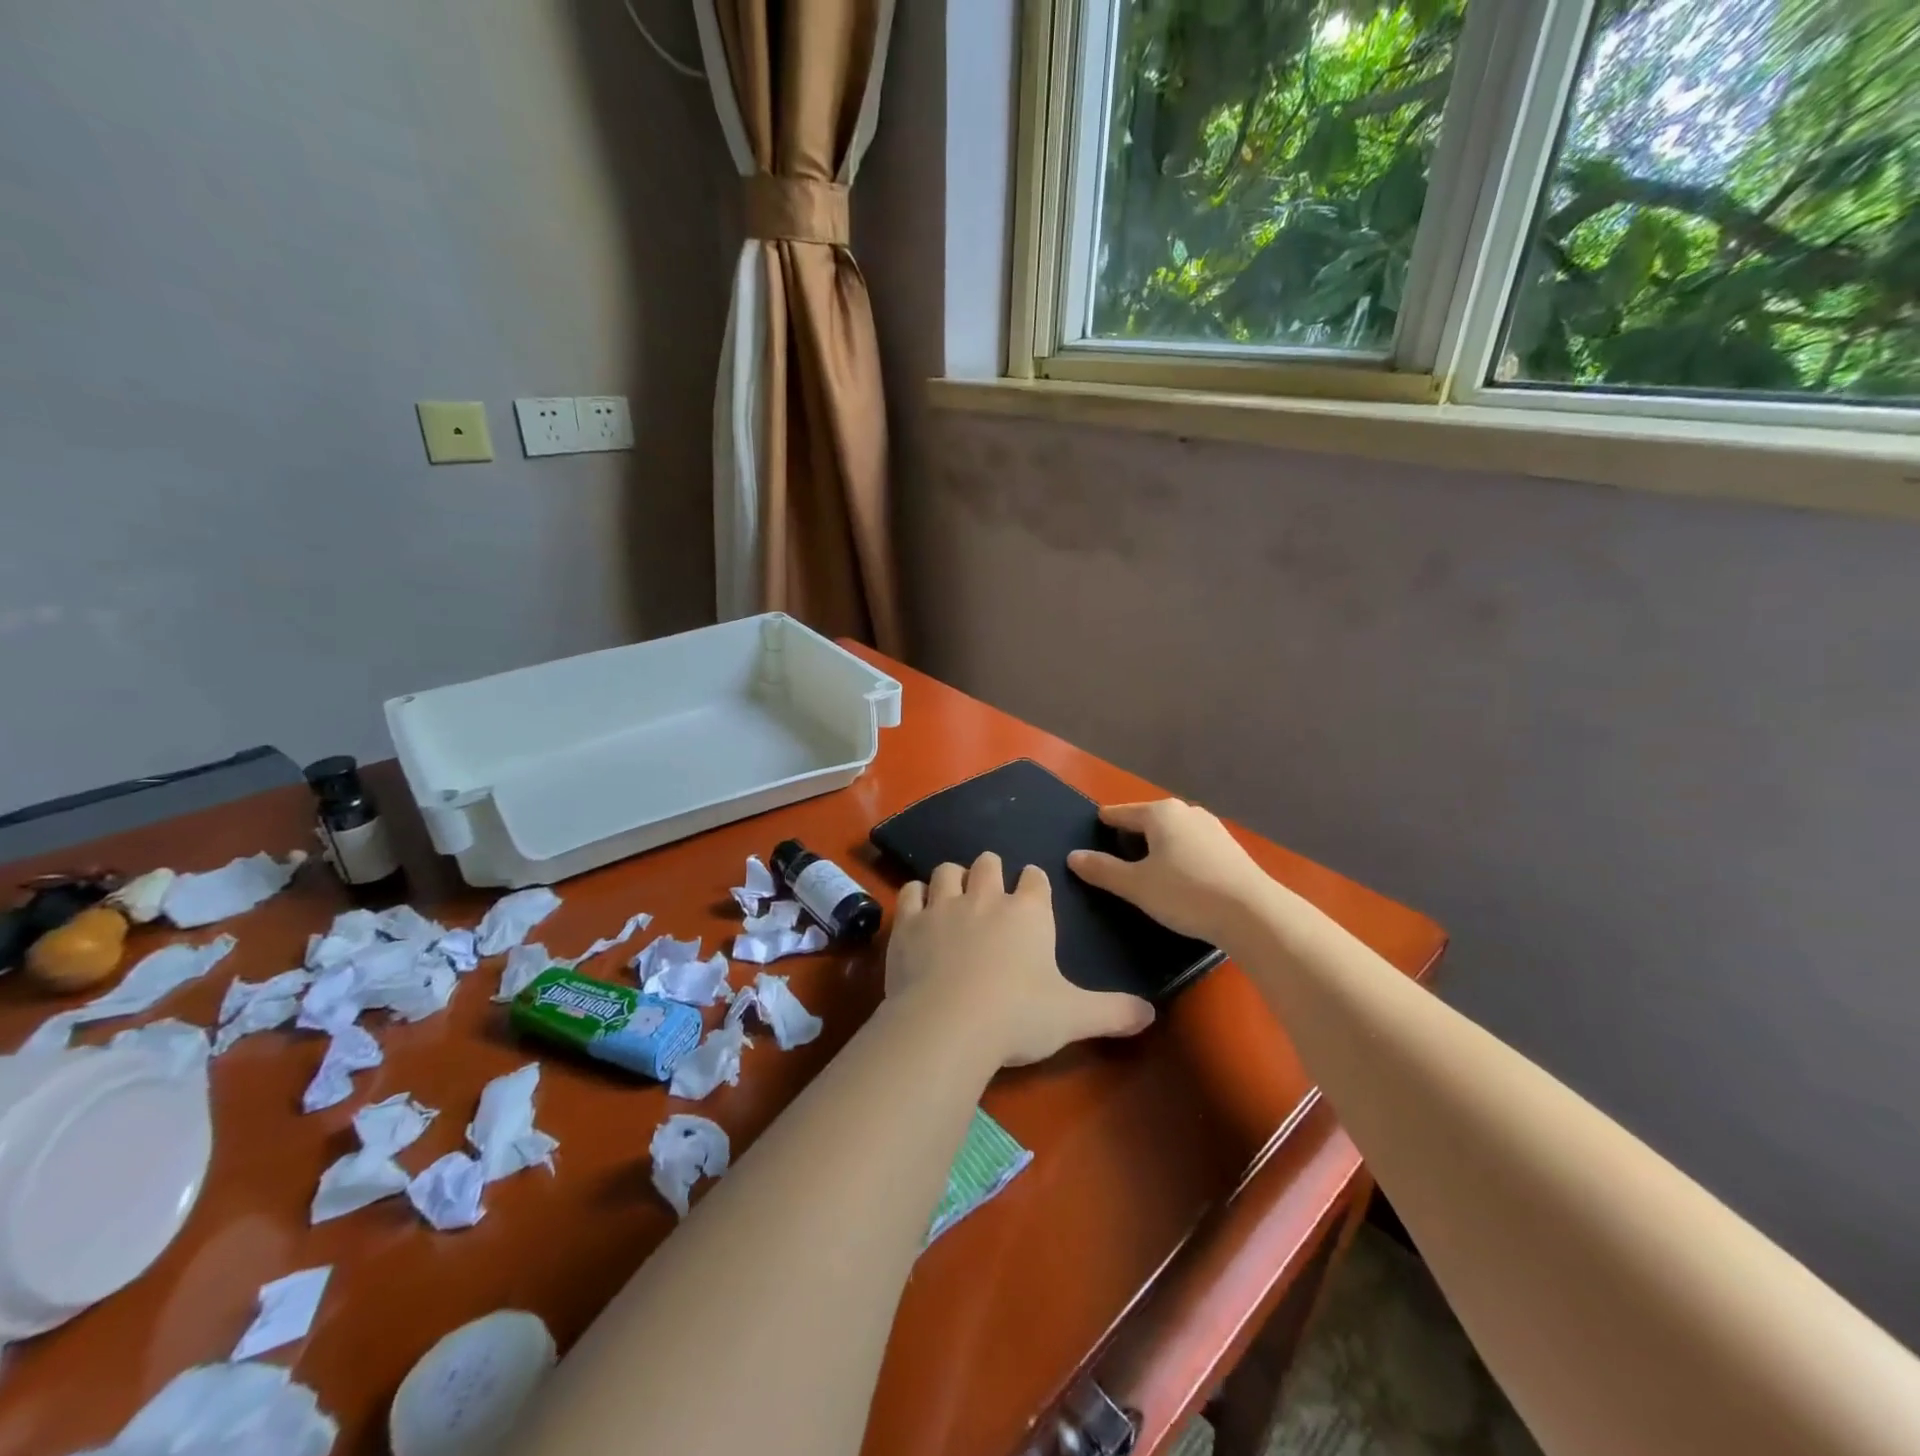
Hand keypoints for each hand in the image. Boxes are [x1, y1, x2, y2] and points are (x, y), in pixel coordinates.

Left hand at [887, 852, 1153, 1067]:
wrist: (949, 1025)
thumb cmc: (1018, 1016)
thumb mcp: (1074, 1017)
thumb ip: (1113, 1012)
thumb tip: (1151, 1014)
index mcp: (1029, 913)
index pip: (1036, 879)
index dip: (1034, 882)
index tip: (1032, 890)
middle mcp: (986, 898)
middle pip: (989, 863)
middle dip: (991, 870)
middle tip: (990, 890)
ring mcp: (943, 906)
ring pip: (947, 871)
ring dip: (953, 878)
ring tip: (955, 895)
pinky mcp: (909, 923)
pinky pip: (911, 892)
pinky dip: (916, 896)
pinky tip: (918, 909)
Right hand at [1067, 800, 1272, 945]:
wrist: (1254, 915)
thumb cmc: (1186, 893)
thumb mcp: (1136, 886)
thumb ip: (1102, 870)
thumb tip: (1073, 856)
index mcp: (1160, 813)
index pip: (1120, 813)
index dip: (1103, 824)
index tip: (1091, 835)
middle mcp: (1187, 812)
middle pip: (1147, 821)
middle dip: (1131, 837)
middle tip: (1114, 860)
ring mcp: (1212, 829)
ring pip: (1172, 834)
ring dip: (1157, 849)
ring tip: (1145, 873)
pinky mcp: (1230, 850)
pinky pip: (1192, 847)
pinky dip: (1179, 858)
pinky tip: (1178, 881)